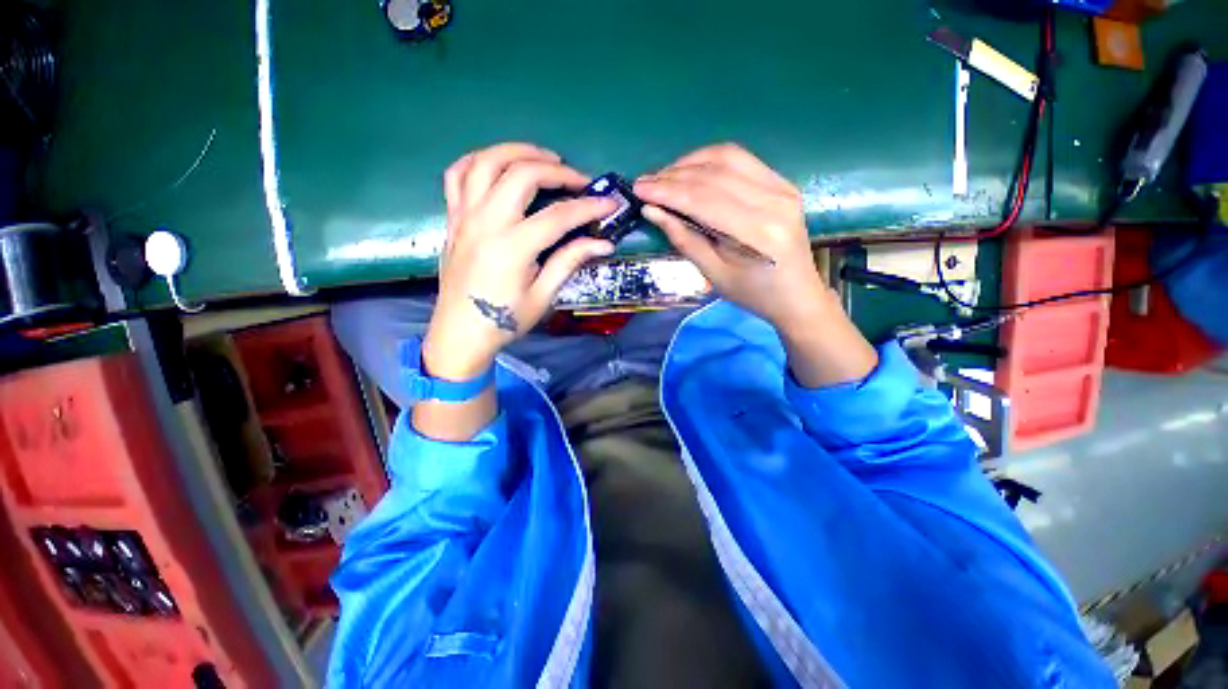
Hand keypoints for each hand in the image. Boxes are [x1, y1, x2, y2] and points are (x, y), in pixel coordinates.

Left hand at [423, 143, 617, 379]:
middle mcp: (485, 222)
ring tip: (544, 158)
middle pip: (522, 174)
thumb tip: (602, 243)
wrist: (460, 333)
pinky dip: (479, 160)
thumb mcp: (543, 296)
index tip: (610, 204)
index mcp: (512, 248)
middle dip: (557, 170)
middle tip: (579, 180)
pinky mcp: (452, 218)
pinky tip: (498, 164)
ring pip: (486, 161)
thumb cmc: (504, 320)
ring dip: (518, 151)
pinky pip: (457, 174)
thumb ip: (570, 262)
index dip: (588, 207)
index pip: (558, 215)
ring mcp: (464, 216)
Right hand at [633, 144, 830, 335]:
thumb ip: (684, 239)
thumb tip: (652, 211)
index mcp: (756, 232)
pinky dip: (710, 160)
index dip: (667, 191)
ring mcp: (782, 187)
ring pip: (726, 158)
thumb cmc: (752, 294)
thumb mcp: (713, 274)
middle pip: (713, 174)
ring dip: (689, 162)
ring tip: (664, 177)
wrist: (797, 295)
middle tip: (644, 182)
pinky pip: (741, 160)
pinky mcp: (782, 183)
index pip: (702, 199)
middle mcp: (773, 201)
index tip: (638, 188)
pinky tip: (691, 170)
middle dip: (672, 175)